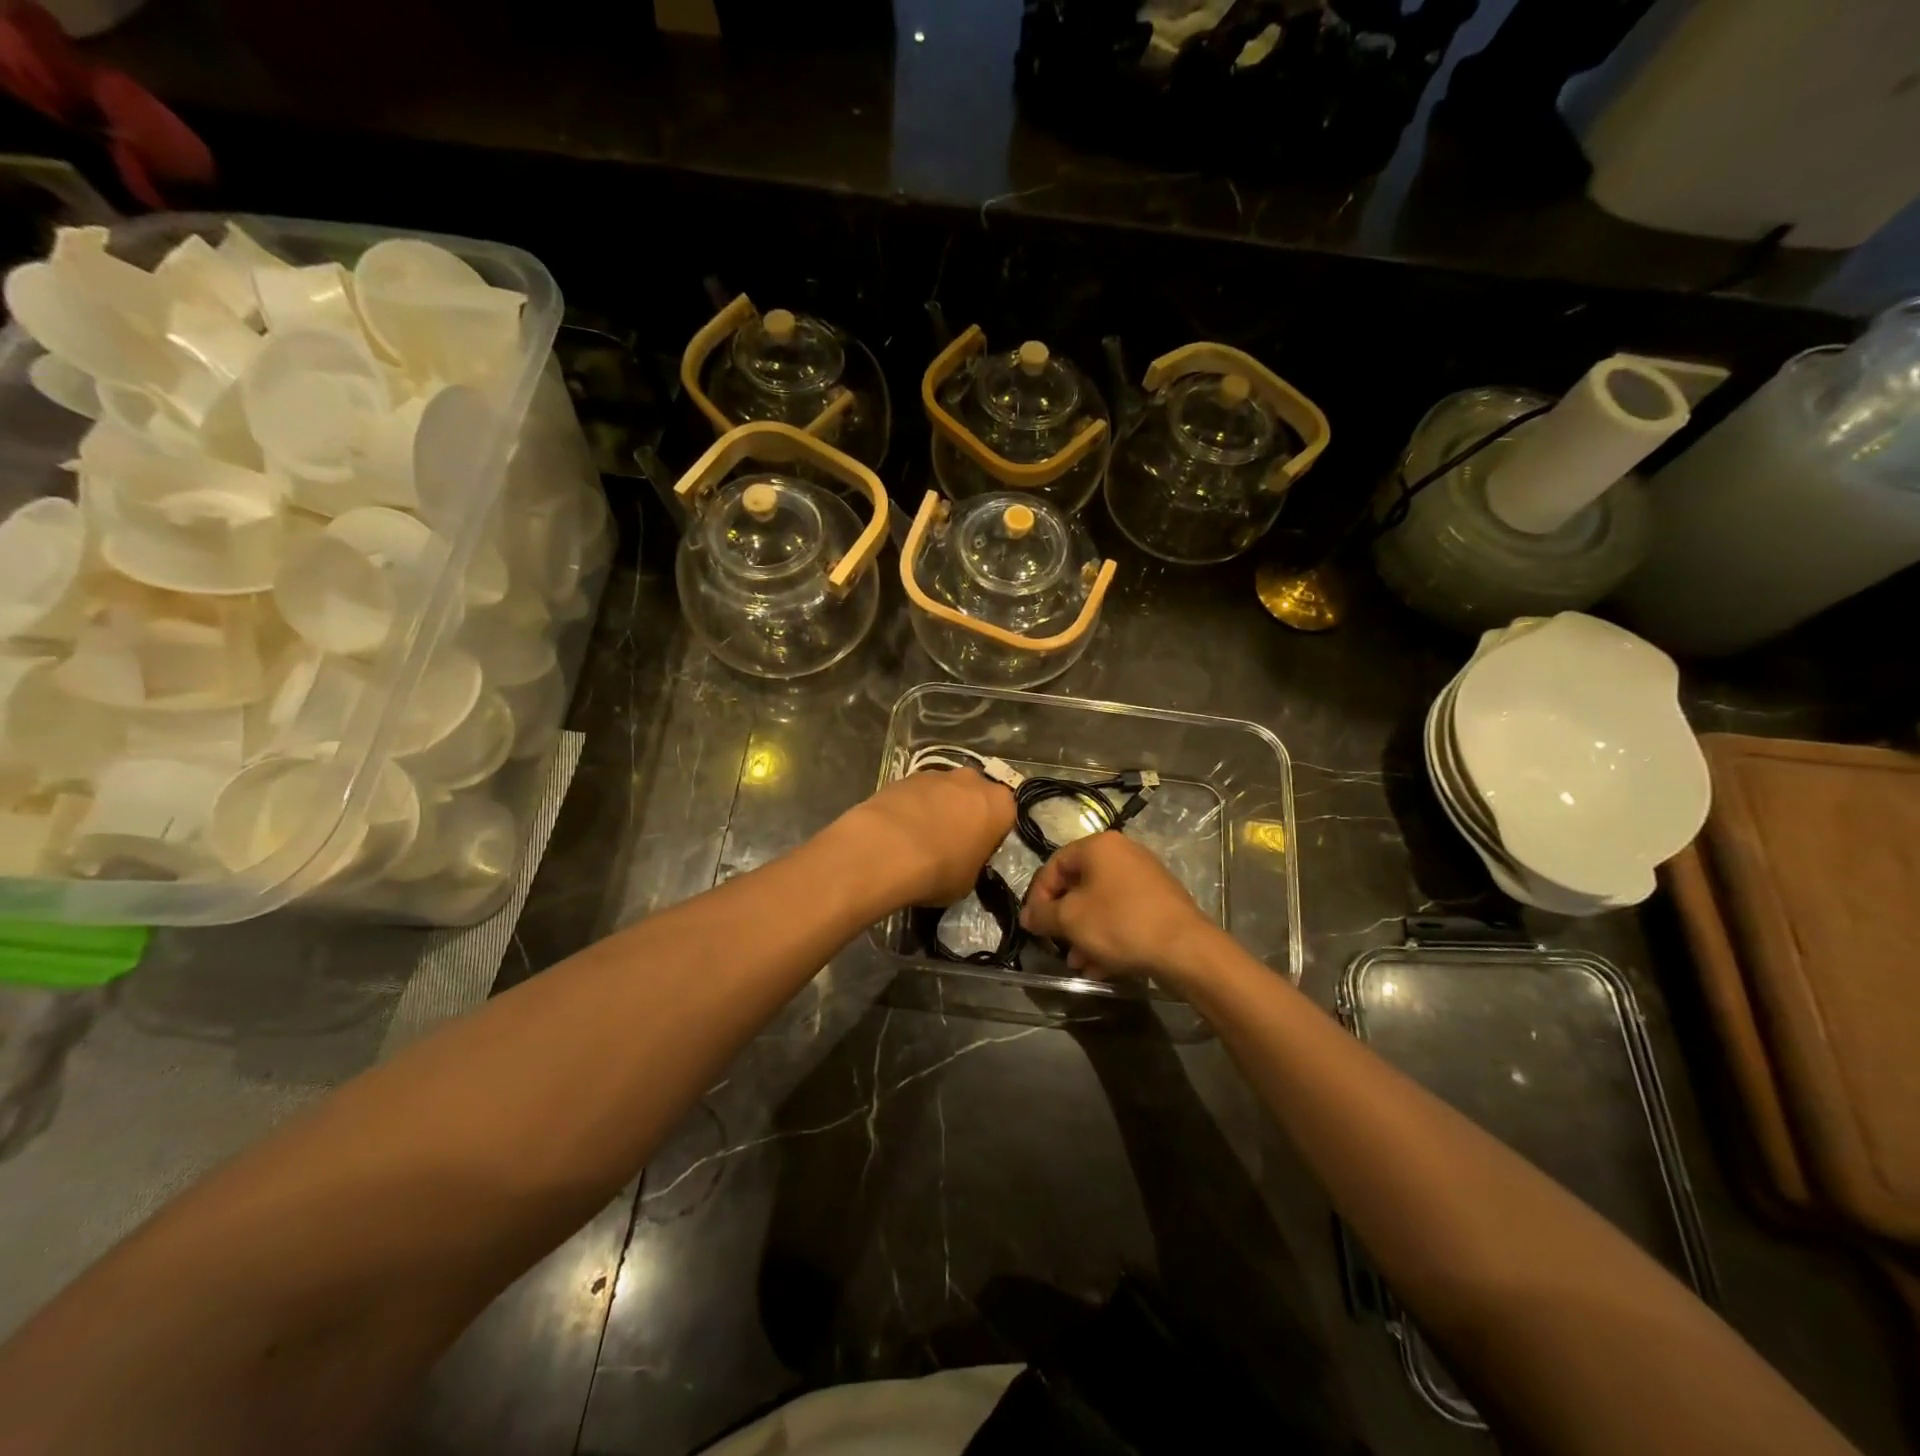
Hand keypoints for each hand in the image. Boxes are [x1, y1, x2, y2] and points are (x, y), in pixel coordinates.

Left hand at [838, 768, 1015, 908]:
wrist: (887, 849)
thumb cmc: (940, 869)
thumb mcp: (969, 881)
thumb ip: (973, 863)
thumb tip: (962, 861)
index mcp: (999, 804)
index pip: (1005, 816)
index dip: (991, 835)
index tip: (977, 852)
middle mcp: (973, 780)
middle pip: (974, 796)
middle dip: (965, 814)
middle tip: (950, 843)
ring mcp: (937, 774)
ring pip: (944, 791)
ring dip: (937, 809)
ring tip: (918, 839)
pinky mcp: (905, 776)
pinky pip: (916, 793)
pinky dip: (912, 808)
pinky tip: (898, 832)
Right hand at [1020, 832, 1216, 980]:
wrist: (1185, 948)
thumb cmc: (1120, 923)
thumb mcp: (1070, 919)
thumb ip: (1042, 914)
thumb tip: (1027, 915)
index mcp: (1098, 846)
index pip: (1054, 865)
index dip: (1038, 896)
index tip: (1034, 925)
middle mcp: (1122, 853)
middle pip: (1078, 885)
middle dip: (1064, 920)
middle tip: (1056, 945)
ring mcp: (1144, 876)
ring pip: (1101, 904)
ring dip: (1084, 933)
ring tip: (1078, 963)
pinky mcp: (1159, 901)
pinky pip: (1122, 914)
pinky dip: (1108, 936)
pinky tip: (1101, 967)